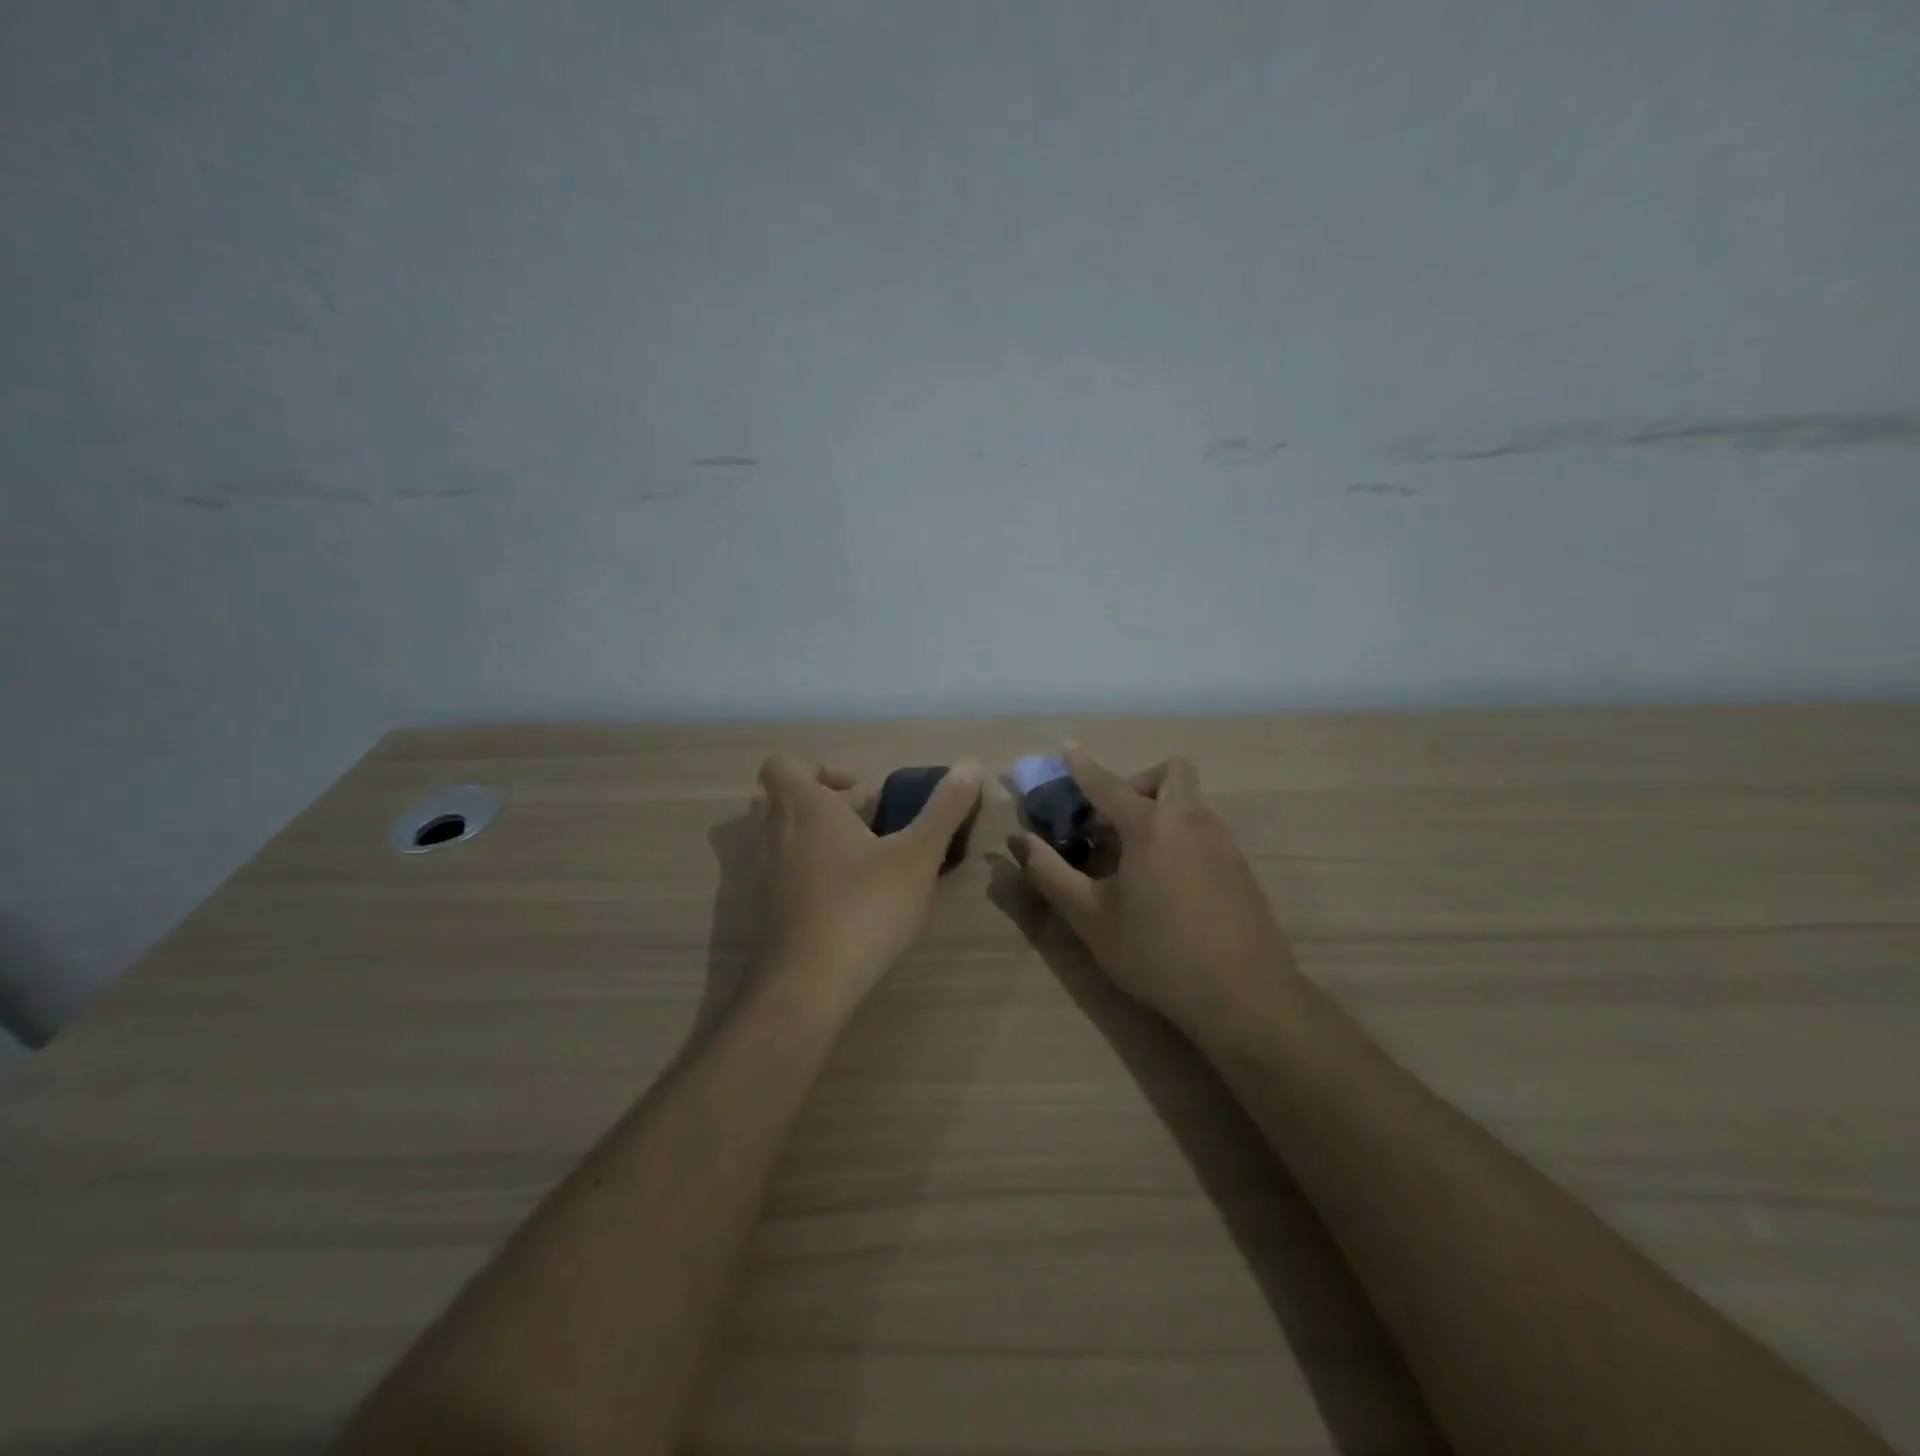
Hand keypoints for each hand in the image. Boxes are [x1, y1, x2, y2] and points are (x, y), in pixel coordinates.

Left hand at [752, 753, 982, 1011]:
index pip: (783, 764)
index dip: (819, 768)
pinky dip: (807, 872)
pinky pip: (780, 873)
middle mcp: (773, 833)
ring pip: (780, 837)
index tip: (860, 792)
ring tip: (863, 861)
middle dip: (823, 803)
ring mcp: (761, 874)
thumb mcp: (917, 857)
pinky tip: (845, 900)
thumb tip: (969, 765)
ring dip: (815, 837)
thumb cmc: (863, 908)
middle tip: (867, 823)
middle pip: (781, 799)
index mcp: (805, 808)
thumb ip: (943, 810)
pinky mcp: (762, 910)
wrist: (807, 986)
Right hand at [1013, 743, 1291, 1033]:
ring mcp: (1223, 843)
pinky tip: (1168, 884)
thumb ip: (1051, 874)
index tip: (1068, 746)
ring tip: (1135, 859)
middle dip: (1139, 782)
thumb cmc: (1156, 953)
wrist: (1244, 995)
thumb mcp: (1091, 918)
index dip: (1083, 765)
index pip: (1108, 783)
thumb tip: (1020, 841)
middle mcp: (1191, 821)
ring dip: (1161, 810)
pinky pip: (1205, 831)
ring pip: (1191, 803)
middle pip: (1171, 773)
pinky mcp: (1241, 868)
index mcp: (1150, 826)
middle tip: (1115, 819)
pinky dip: (1181, 836)